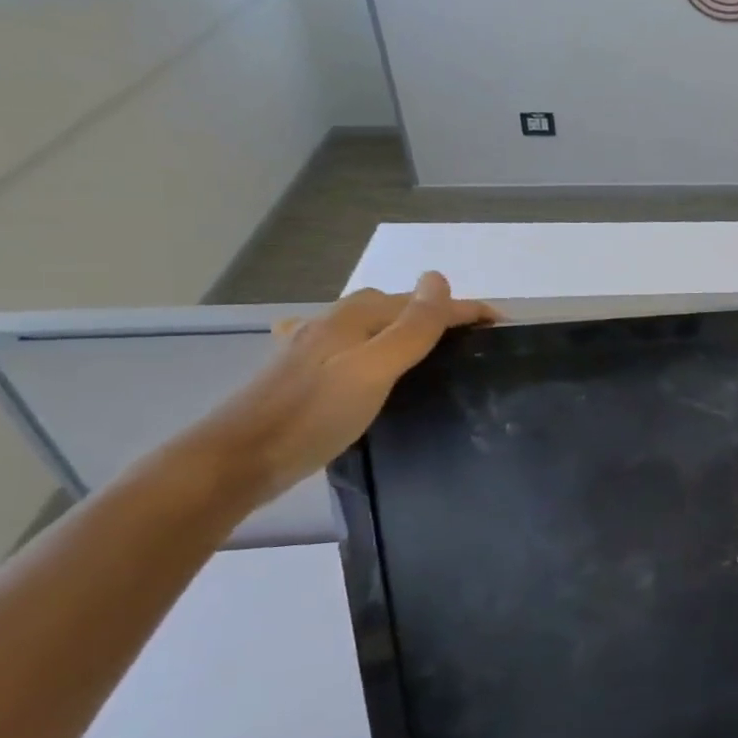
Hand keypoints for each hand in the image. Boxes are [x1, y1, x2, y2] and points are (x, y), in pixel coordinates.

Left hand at [181, 272, 497, 506]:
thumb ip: (411, 327)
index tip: (500, 322)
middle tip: (470, 339)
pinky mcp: (299, 375)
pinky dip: (369, 346)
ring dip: (402, 328)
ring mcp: (309, 348)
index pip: (421, 304)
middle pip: (393, 308)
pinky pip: (347, 347)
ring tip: (429, 348)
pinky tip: (361, 360)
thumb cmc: (312, 414)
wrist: (236, 459)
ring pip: (369, 326)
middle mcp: (331, 324)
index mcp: (354, 318)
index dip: (462, 308)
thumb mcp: (374, 369)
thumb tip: (439, 279)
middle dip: (434, 314)